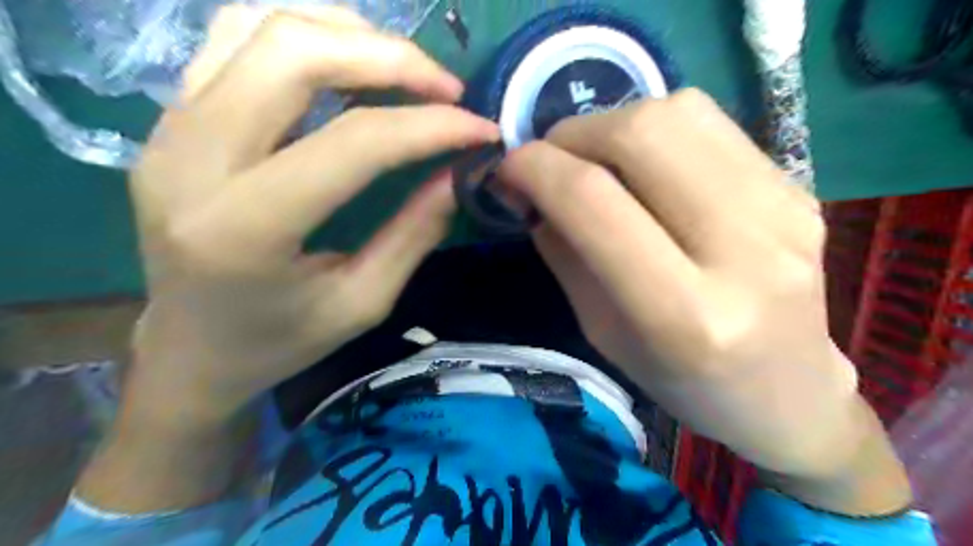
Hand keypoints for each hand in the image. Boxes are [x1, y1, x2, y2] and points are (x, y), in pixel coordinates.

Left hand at [124, 7, 496, 427]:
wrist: (189, 349)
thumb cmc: (279, 341)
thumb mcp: (362, 303)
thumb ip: (414, 233)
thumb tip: (461, 172)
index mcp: (244, 228)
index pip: (353, 143)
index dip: (429, 126)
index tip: (481, 129)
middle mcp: (191, 161)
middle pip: (294, 53)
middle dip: (391, 57)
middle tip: (447, 88)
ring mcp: (169, 129)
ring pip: (260, 26)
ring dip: (348, 34)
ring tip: (403, 70)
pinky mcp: (171, 119)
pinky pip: (235, 38)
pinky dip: (306, 36)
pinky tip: (347, 64)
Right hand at [501, 90, 905, 490]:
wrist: (788, 393)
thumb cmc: (681, 381)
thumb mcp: (602, 332)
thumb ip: (564, 252)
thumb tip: (528, 187)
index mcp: (684, 314)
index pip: (594, 202)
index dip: (536, 169)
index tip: (507, 169)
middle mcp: (744, 251)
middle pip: (642, 134)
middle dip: (574, 134)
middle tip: (551, 160)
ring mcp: (785, 209)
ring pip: (679, 112)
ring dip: (613, 123)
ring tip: (594, 159)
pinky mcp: (799, 187)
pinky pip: (710, 124)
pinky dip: (656, 131)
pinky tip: (645, 166)